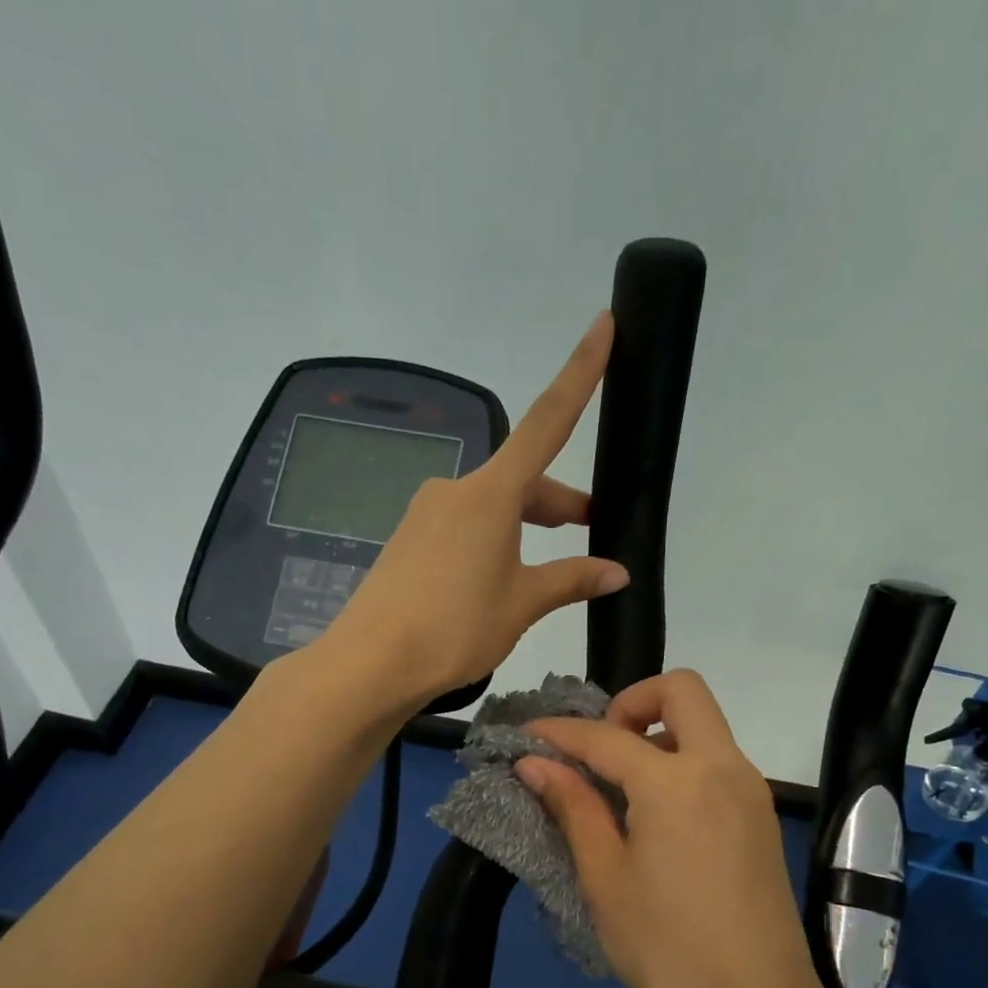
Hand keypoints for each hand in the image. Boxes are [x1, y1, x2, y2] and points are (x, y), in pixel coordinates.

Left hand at [317, 312, 630, 706]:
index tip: (603, 324)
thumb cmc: (454, 628)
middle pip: (521, 480)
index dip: (580, 373)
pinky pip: (464, 529)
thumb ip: (571, 580)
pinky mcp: (410, 541)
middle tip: (593, 529)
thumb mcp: (521, 604)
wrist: (370, 663)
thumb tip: (617, 572)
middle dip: (559, 502)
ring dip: (526, 527)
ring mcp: (426, 515)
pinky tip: (500, 582)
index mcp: (490, 494)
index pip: (547, 421)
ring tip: (550, 571)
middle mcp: (456, 491)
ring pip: (493, 509)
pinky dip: (494, 543)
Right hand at [517, 670, 858, 987]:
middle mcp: (722, 767)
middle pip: (681, 691)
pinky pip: (716, 761)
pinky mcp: (759, 816)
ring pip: (703, 726)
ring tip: (617, 789)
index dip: (558, 732)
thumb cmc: (666, 947)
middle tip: (598, 751)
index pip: (605, 735)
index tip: (524, 736)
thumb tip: (533, 762)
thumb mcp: (605, 877)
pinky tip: (653, 815)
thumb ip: (573, 807)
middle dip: (630, 702)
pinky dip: (679, 764)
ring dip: (657, 734)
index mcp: (677, 781)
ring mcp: (749, 790)